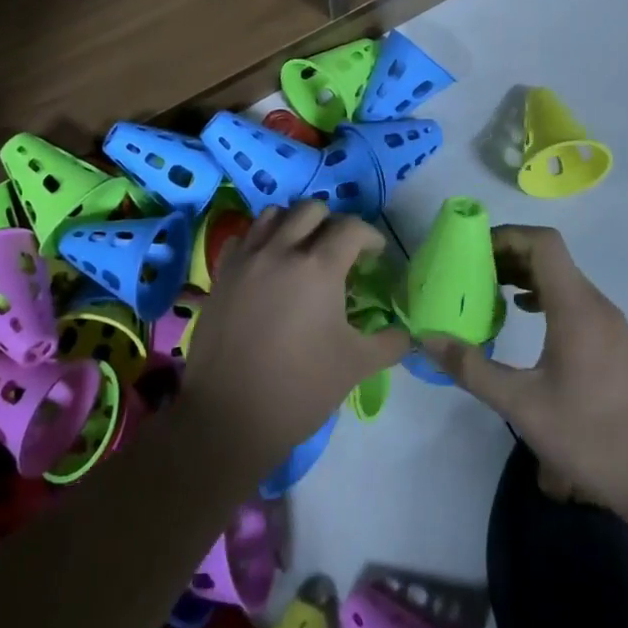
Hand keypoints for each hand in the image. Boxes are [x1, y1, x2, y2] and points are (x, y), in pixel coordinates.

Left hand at [181, 201, 409, 474]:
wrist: (229, 417)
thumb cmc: (300, 389)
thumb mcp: (356, 365)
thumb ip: (389, 342)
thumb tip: (407, 332)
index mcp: (318, 267)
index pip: (352, 228)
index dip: (370, 237)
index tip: (376, 256)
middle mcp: (281, 250)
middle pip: (311, 209)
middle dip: (333, 224)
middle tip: (341, 252)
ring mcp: (246, 259)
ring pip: (273, 214)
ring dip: (294, 224)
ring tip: (302, 251)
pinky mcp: (221, 274)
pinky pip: (243, 238)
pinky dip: (260, 240)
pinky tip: (268, 266)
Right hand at [425, 226, 627, 520]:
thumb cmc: (591, 437)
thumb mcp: (521, 406)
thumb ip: (472, 369)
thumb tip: (427, 339)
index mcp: (577, 308)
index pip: (543, 243)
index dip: (506, 236)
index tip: (472, 251)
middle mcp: (597, 305)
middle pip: (551, 258)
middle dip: (508, 256)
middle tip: (469, 273)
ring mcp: (612, 325)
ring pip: (564, 280)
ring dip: (526, 277)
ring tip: (490, 294)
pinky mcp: (617, 345)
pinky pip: (576, 302)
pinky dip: (545, 298)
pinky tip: (526, 321)